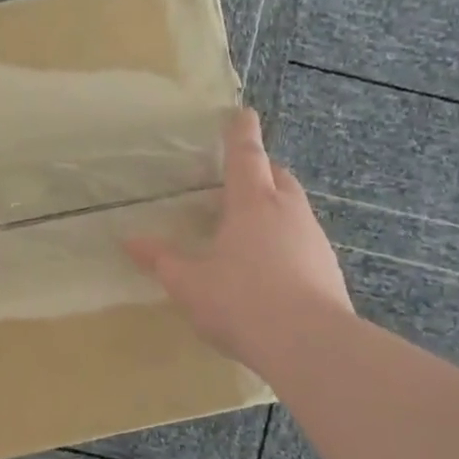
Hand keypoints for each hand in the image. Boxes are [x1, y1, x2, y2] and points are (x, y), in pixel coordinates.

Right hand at [127, 108, 351, 371]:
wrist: (311, 345)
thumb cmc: (241, 302)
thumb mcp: (189, 283)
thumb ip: (161, 259)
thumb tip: (129, 240)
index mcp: (252, 204)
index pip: (246, 156)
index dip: (240, 133)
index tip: (242, 112)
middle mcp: (288, 212)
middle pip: (278, 177)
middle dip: (261, 171)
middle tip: (239, 180)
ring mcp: (314, 240)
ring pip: (294, 209)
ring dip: (274, 208)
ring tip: (249, 229)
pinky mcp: (328, 269)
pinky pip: (303, 241)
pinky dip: (286, 241)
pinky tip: (270, 269)